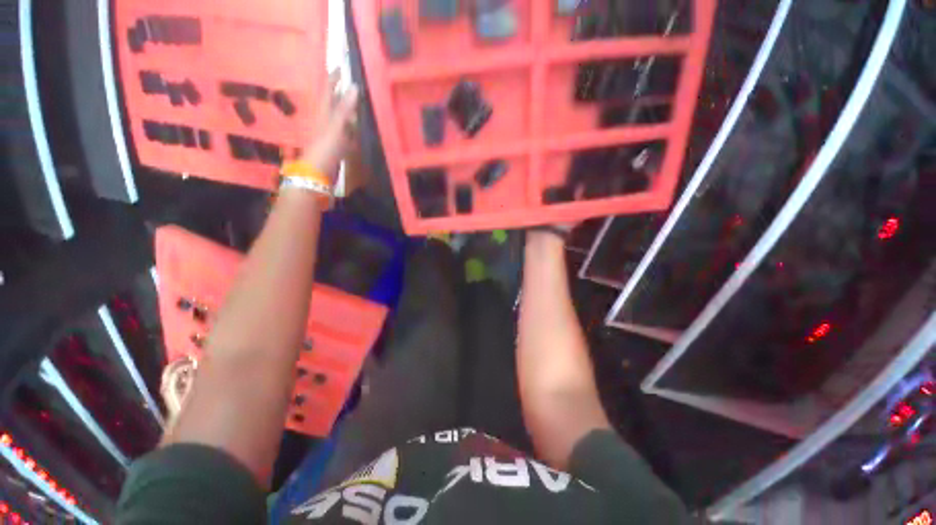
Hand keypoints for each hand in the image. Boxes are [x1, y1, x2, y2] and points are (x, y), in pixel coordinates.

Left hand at [300, 74, 359, 178]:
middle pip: (335, 102)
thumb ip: (345, 108)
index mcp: (324, 112)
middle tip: (355, 85)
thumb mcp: (336, 125)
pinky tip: (360, 129)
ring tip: (361, 104)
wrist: (319, 171)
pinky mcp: (338, 145)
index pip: (329, 90)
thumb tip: (354, 86)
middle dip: (343, 93)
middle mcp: (327, 120)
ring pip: (342, 118)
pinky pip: (347, 133)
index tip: (342, 66)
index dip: (334, 78)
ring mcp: (332, 133)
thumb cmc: (326, 146)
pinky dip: (353, 129)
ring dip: (350, 111)